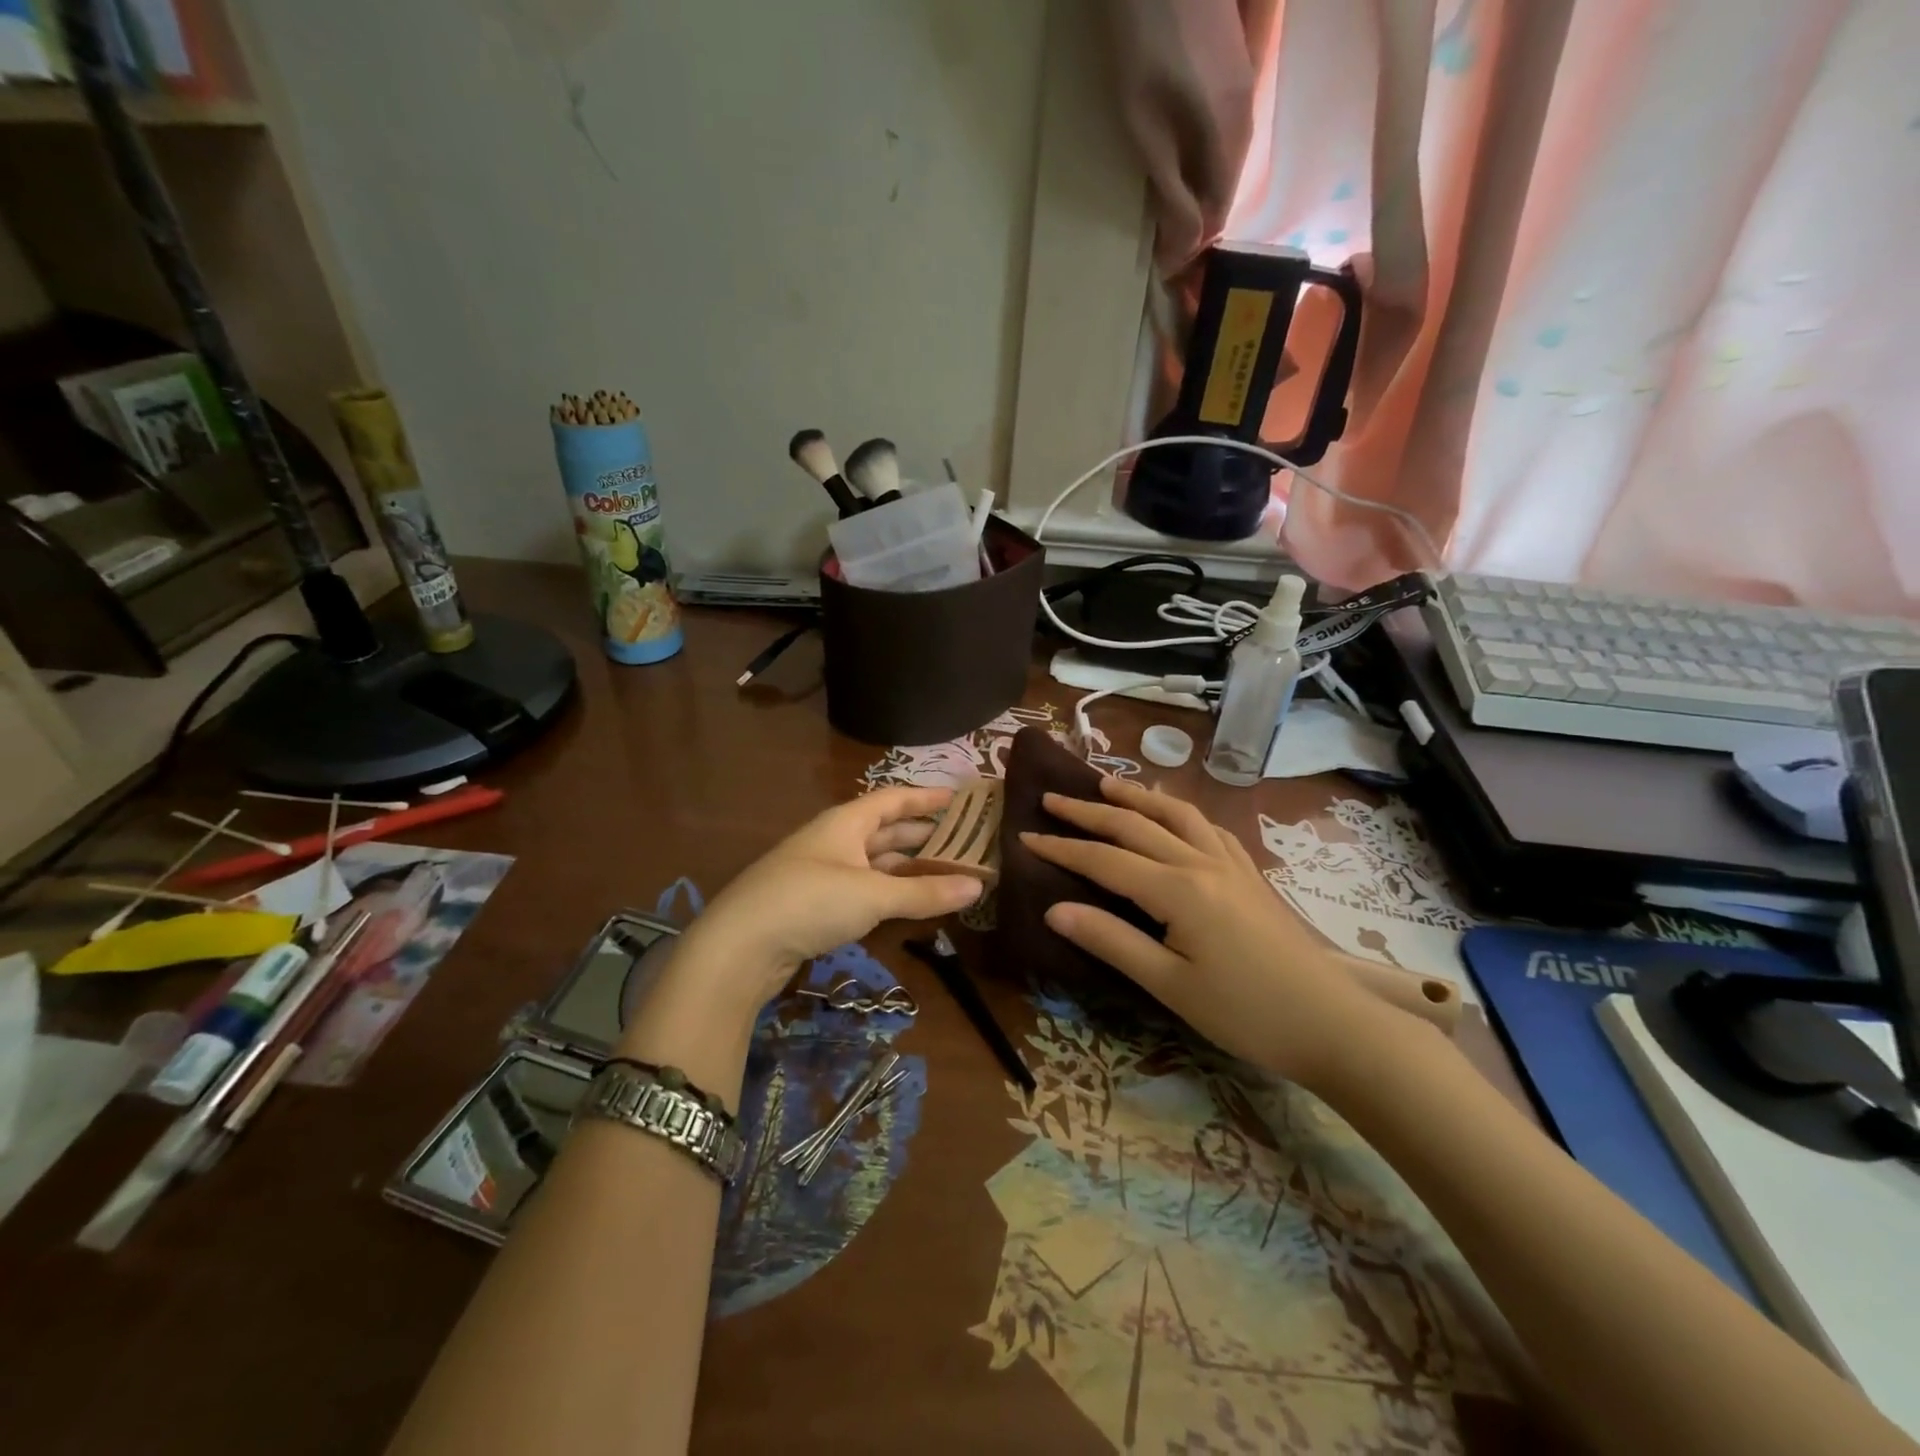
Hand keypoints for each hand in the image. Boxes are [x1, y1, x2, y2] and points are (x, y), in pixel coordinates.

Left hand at [671, 787, 983, 1016]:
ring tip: (947, 873)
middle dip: (923, 836)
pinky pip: (863, 890)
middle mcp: (834, 841)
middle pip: (886, 831)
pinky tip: (909, 903)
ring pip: (875, 863)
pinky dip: (889, 893)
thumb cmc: (810, 902)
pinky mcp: (815, 906)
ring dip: (909, 868)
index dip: (926, 797)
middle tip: (964, 842)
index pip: (893, 800)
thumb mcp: (873, 895)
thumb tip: (978, 886)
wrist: (739, 947)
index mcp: (846, 822)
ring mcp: (822, 873)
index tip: (959, 797)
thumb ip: (925, 892)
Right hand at [1020, 777, 1392, 1090]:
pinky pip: (1208, 828)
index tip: (1025, 836)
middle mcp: (1201, 863)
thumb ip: (1111, 941)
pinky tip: (1175, 816)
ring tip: (1107, 784)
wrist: (1334, 1024)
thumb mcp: (1170, 985)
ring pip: (1175, 815)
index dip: (1062, 848)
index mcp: (1177, 890)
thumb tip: (1054, 910)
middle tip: (1052, 798)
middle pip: (1135, 825)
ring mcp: (1231, 864)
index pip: (1105, 860)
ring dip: (1137, 797)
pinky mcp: (1250, 874)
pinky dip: (1180, 813)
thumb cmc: (1247, 1012)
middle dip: (1089, 810)